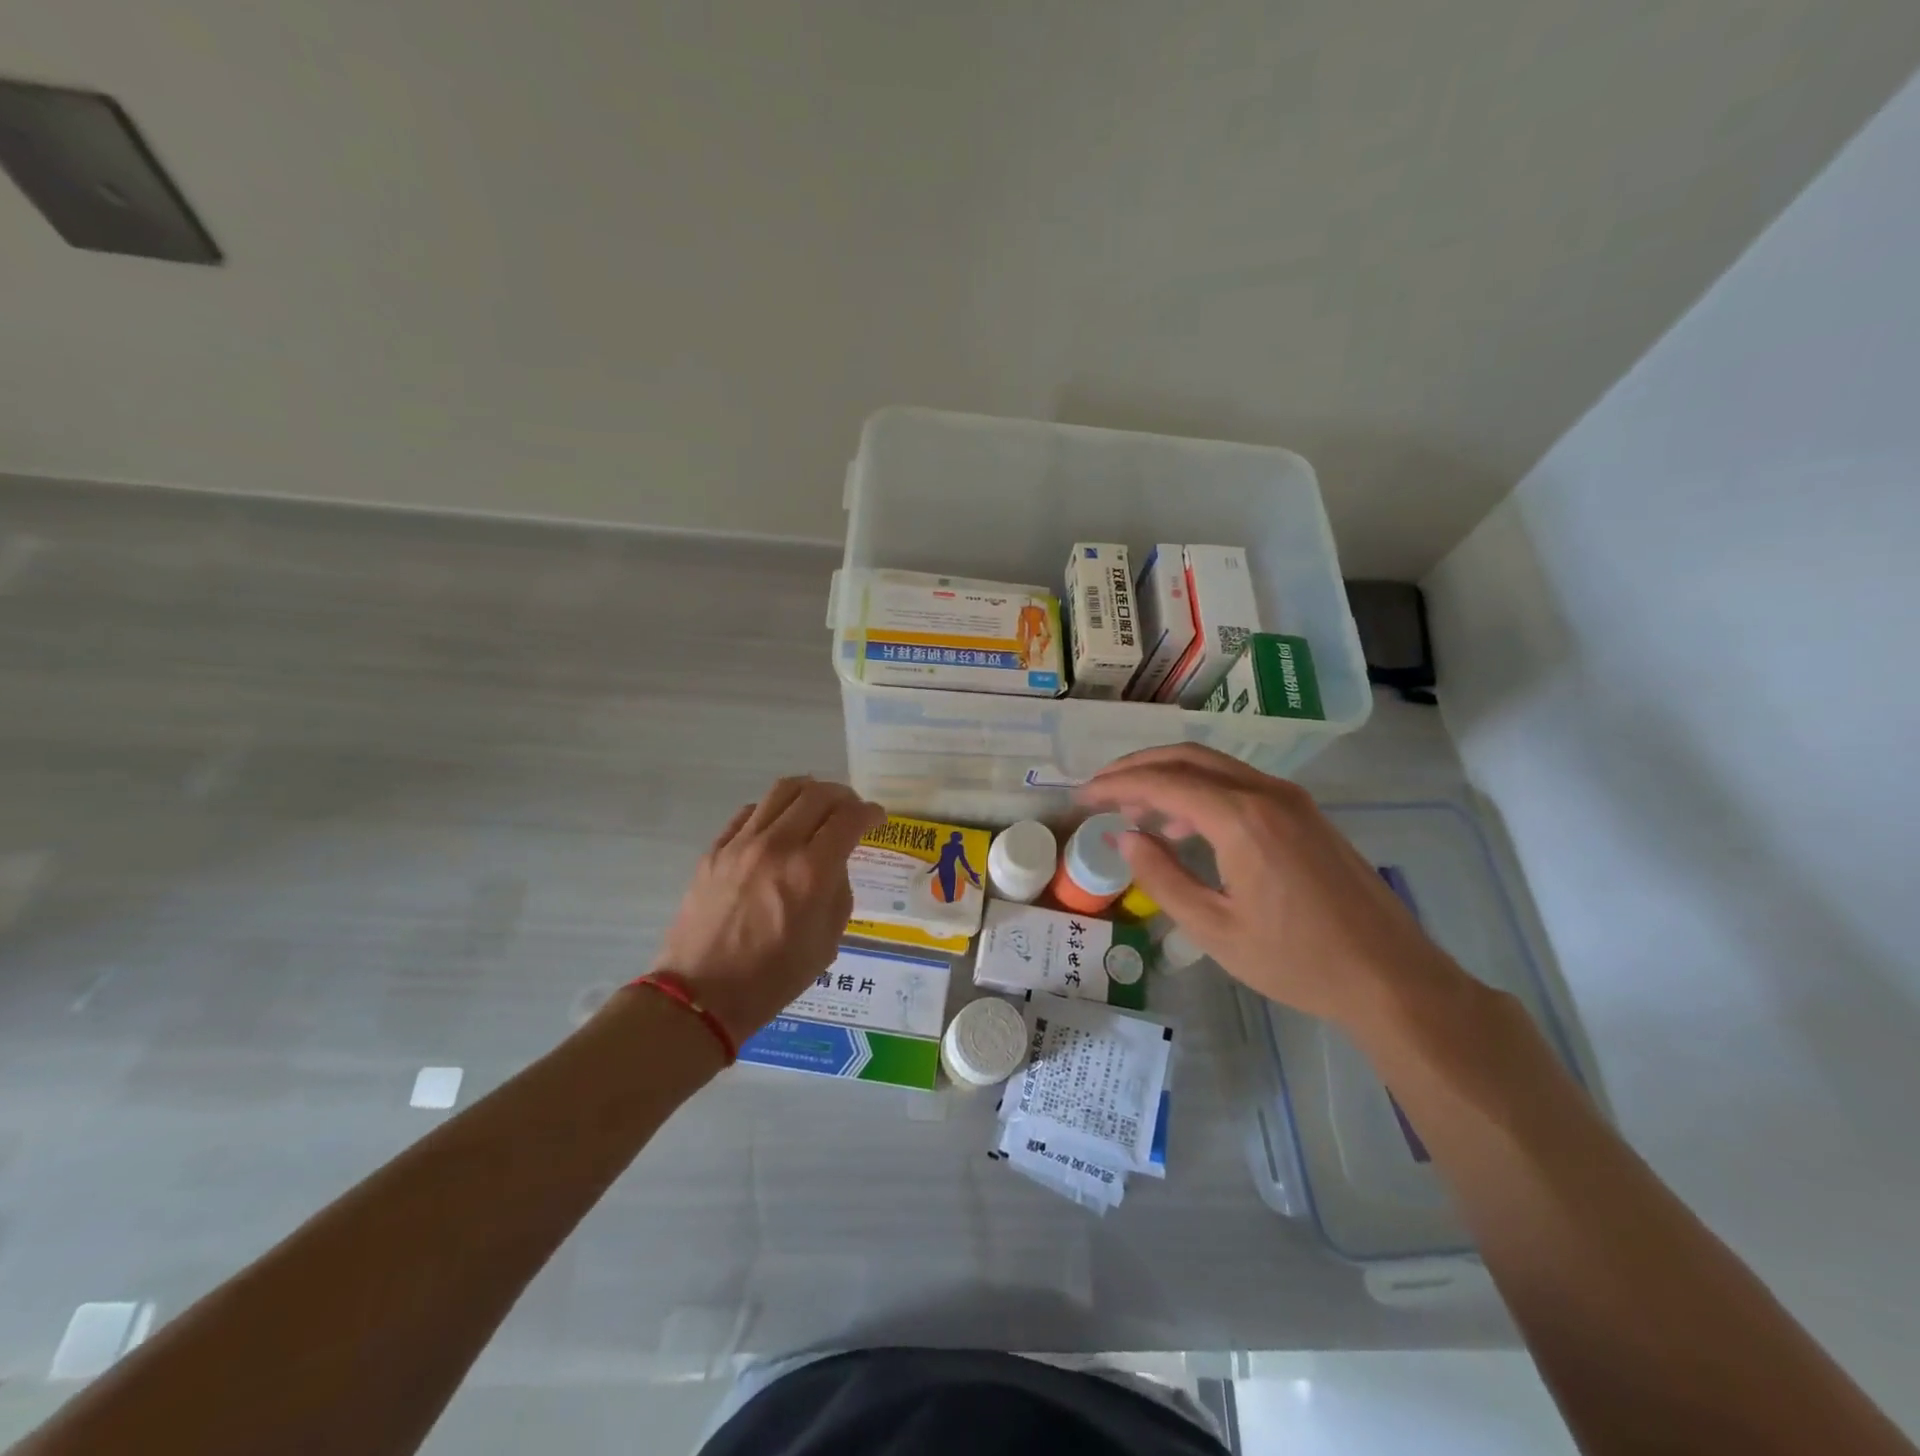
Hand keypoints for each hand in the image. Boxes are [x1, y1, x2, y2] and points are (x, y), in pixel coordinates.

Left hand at [651, 777, 884, 1043]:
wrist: (703, 995)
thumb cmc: (774, 977)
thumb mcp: (827, 941)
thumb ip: (838, 891)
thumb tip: (834, 862)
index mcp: (811, 872)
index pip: (849, 818)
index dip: (869, 812)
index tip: (876, 818)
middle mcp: (777, 846)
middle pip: (818, 794)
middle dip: (843, 797)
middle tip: (850, 810)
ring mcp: (741, 844)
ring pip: (782, 791)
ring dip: (809, 792)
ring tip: (817, 806)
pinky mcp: (715, 849)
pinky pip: (750, 812)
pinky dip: (774, 810)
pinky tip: (779, 826)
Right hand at [1080, 745, 1464, 1028]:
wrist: (1392, 978)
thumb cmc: (1298, 961)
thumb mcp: (1215, 928)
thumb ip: (1162, 877)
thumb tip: (1124, 836)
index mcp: (1242, 819)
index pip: (1163, 782)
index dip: (1116, 785)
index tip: (1082, 797)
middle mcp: (1266, 793)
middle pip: (1188, 757)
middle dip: (1138, 766)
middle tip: (1102, 789)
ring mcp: (1291, 800)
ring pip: (1215, 767)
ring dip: (1170, 777)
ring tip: (1136, 812)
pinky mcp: (1305, 814)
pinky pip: (1240, 785)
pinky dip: (1201, 792)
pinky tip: (1186, 826)